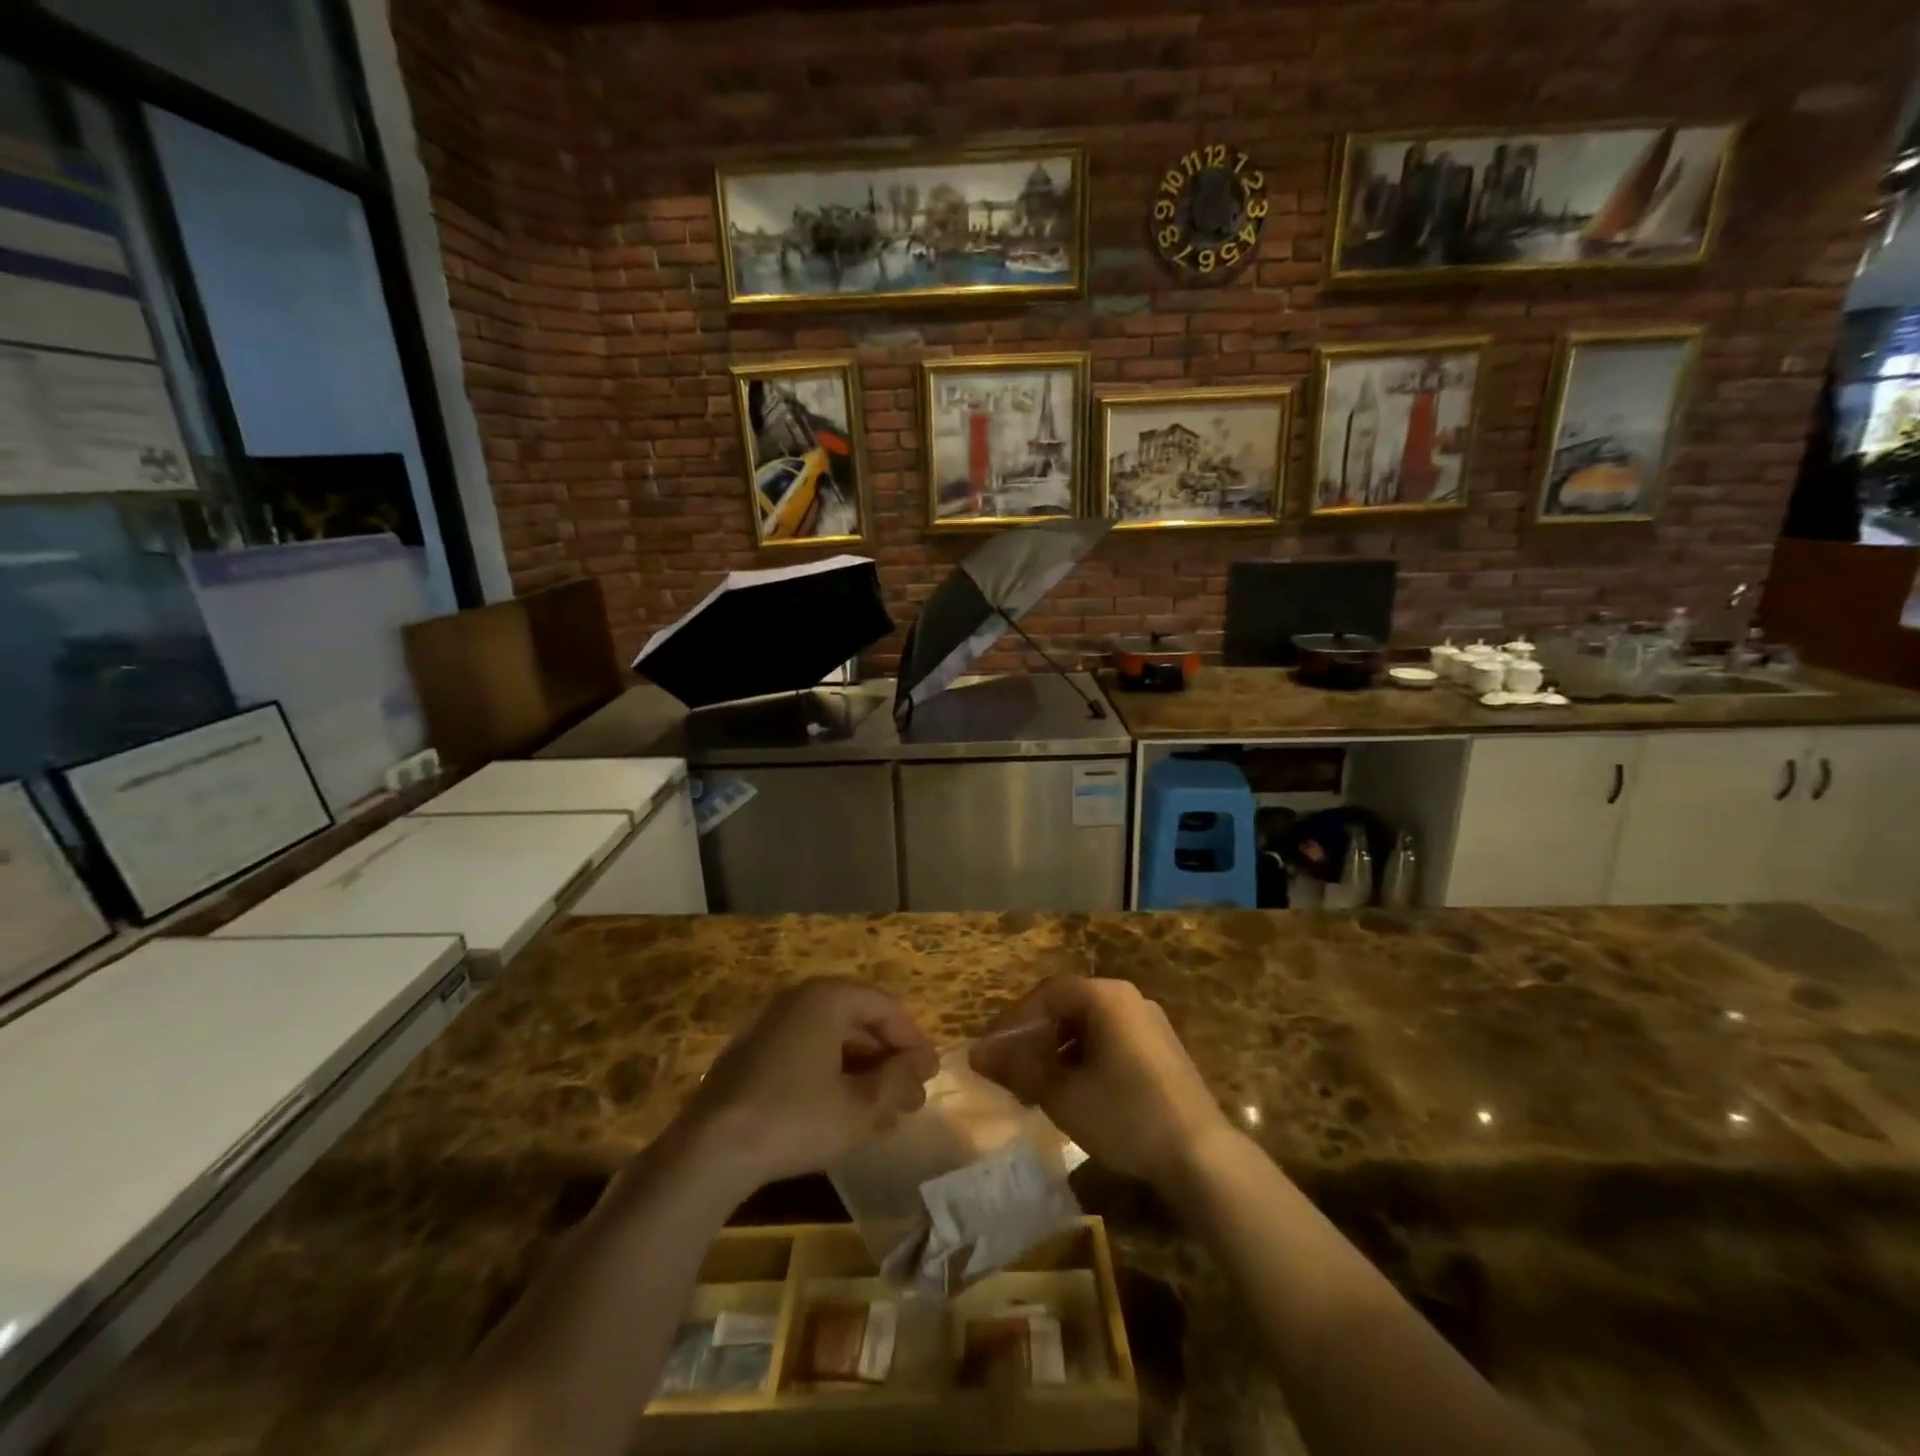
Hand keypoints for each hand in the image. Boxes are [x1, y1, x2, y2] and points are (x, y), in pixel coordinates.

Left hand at [680, 977, 937, 1190]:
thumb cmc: (795, 1119)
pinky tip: (842, 1108)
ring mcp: (769, 1023)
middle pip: (858, 1019)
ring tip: (882, 1107)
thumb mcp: (860, 1107)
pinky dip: (831, 1072)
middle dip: (888, 1057)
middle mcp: (798, 998)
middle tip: (910, 1094)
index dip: (913, 1040)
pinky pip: (805, 1050)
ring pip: (831, 1036)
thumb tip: (918, 1070)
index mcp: (827, 997)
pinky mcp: (751, 1052)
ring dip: (862, 1068)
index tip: (931, 1073)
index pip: (885, 1007)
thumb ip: (897, 1082)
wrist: (709, 1150)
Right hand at [970, 976, 1228, 1192]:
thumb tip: (976, 1054)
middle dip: (1035, 1037)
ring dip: (1058, 1050)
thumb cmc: (1125, 1115)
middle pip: (1067, 1007)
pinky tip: (1076, 1092)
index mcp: (1104, 996)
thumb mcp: (1062, 1094)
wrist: (1201, 1156)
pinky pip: (1111, 1040)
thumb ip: (1017, 1068)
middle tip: (1012, 1071)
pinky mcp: (1162, 1049)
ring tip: (1039, 1086)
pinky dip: (1085, 1058)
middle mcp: (1128, 998)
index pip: (1045, 995)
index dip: (1012, 1022)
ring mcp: (1149, 1022)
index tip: (991, 1052)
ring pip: (1089, 1026)